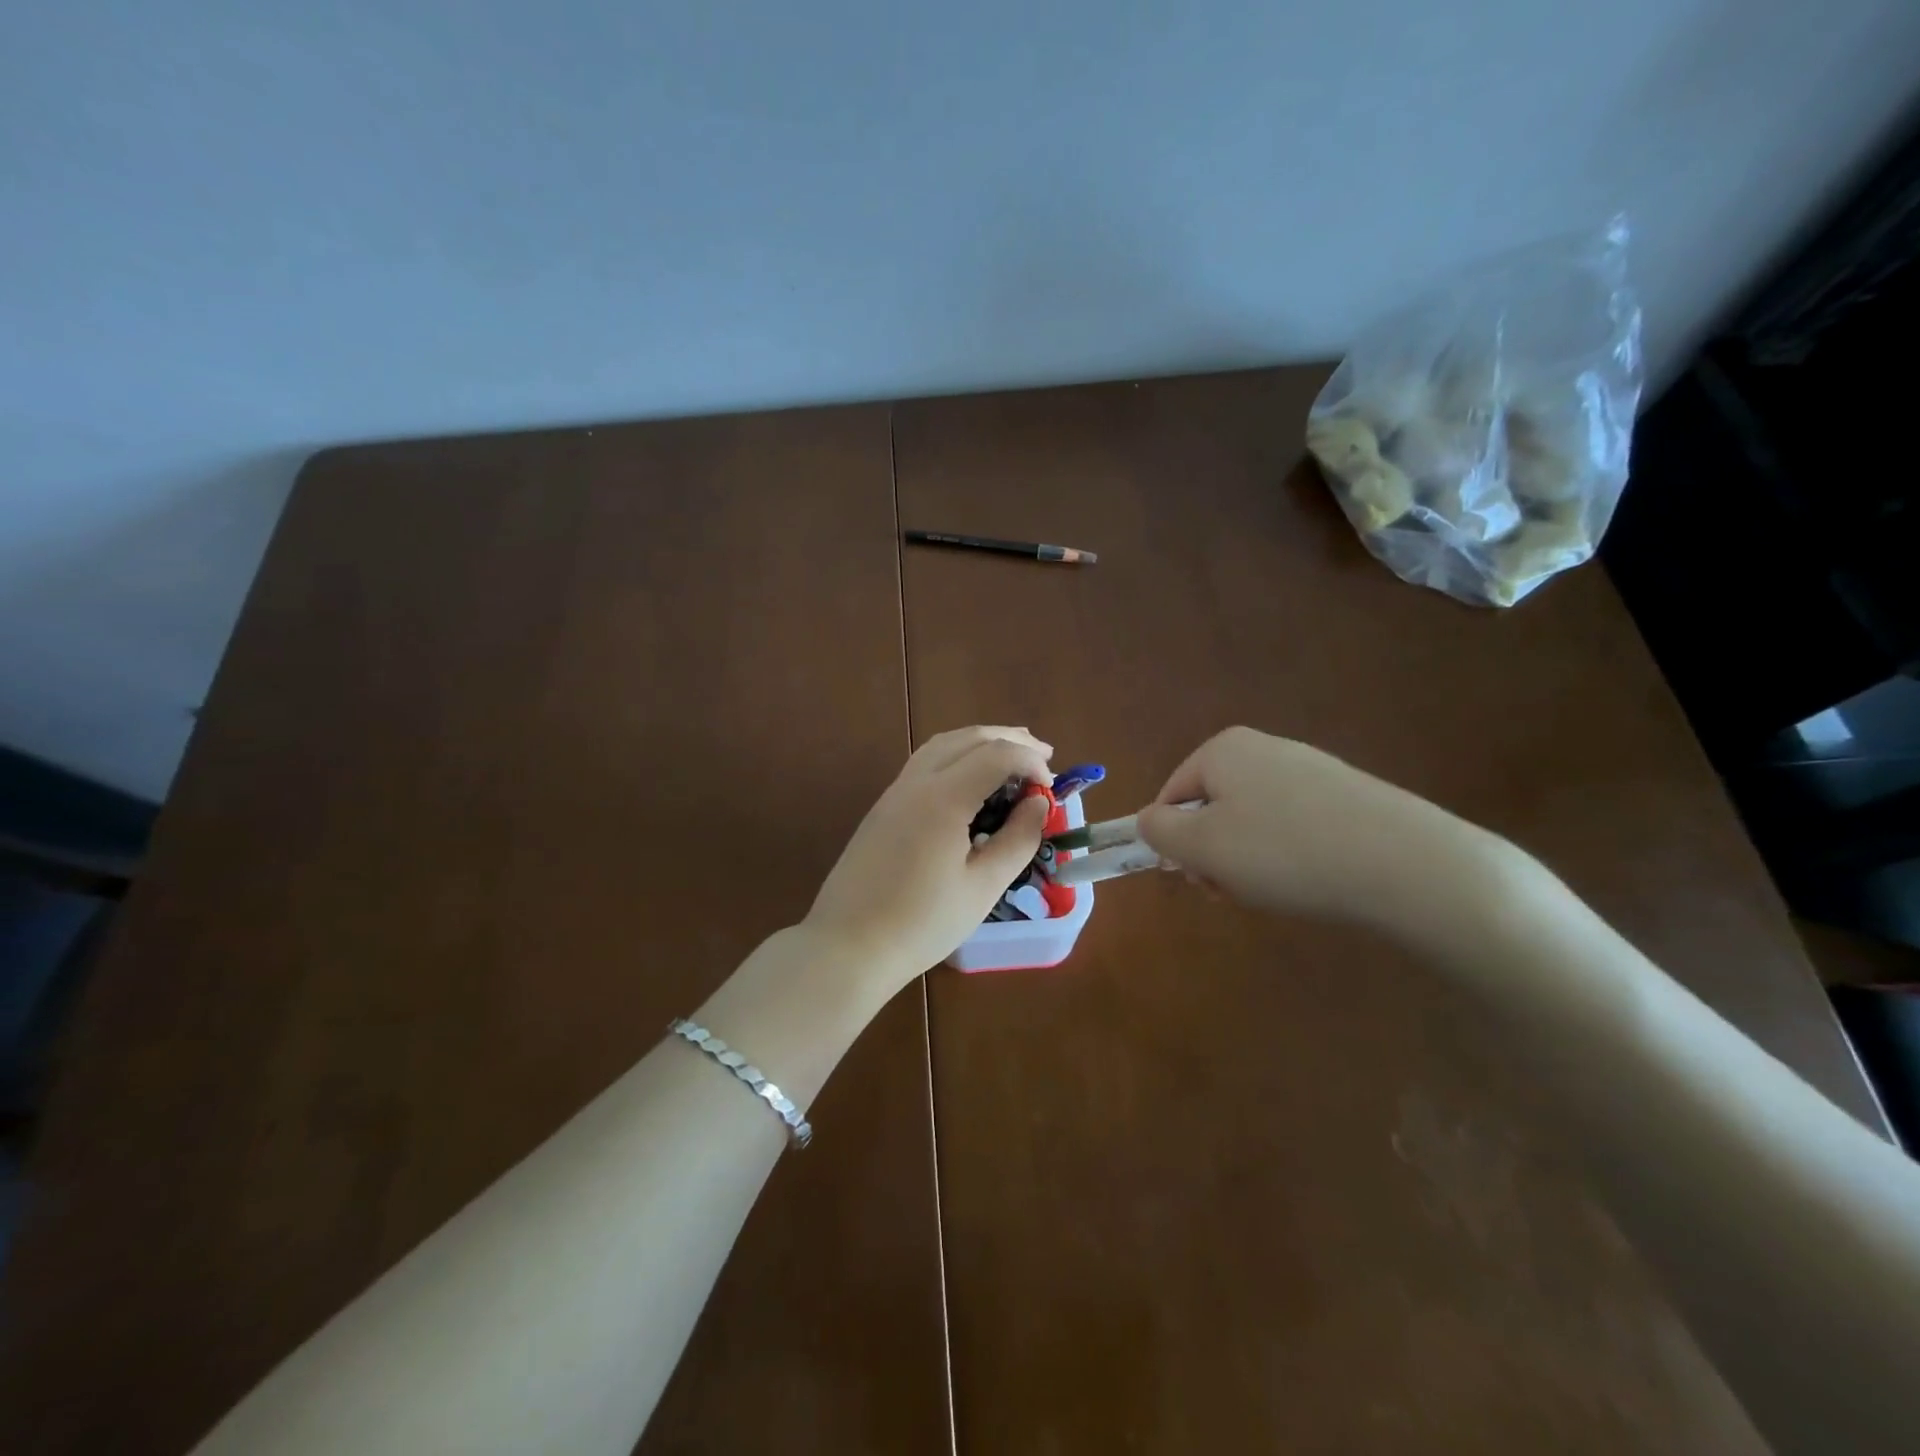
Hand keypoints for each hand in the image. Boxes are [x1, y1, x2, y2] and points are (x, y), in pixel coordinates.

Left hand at [805, 726, 1052, 988]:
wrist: (848, 946)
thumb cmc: (921, 923)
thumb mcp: (982, 887)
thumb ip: (1017, 840)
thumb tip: (1039, 804)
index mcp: (943, 798)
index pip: (996, 754)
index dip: (1030, 762)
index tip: (1051, 787)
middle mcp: (916, 782)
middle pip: (968, 738)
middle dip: (1009, 739)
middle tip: (1044, 755)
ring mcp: (894, 792)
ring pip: (942, 744)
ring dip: (980, 741)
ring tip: (1011, 754)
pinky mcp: (883, 807)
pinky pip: (924, 762)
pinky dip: (956, 755)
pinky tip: (970, 778)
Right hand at [1135, 726, 1506, 932]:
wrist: (1407, 864)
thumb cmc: (1284, 852)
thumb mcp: (1202, 846)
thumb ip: (1158, 831)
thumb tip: (1150, 820)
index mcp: (1223, 750)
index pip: (1171, 797)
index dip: (1175, 842)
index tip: (1197, 879)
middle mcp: (1263, 748)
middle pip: (1212, 809)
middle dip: (1213, 855)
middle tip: (1233, 891)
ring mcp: (1309, 770)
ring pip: (1251, 823)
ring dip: (1248, 862)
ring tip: (1276, 892)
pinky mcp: (1345, 796)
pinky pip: (1293, 827)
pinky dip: (1289, 857)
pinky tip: (1311, 882)